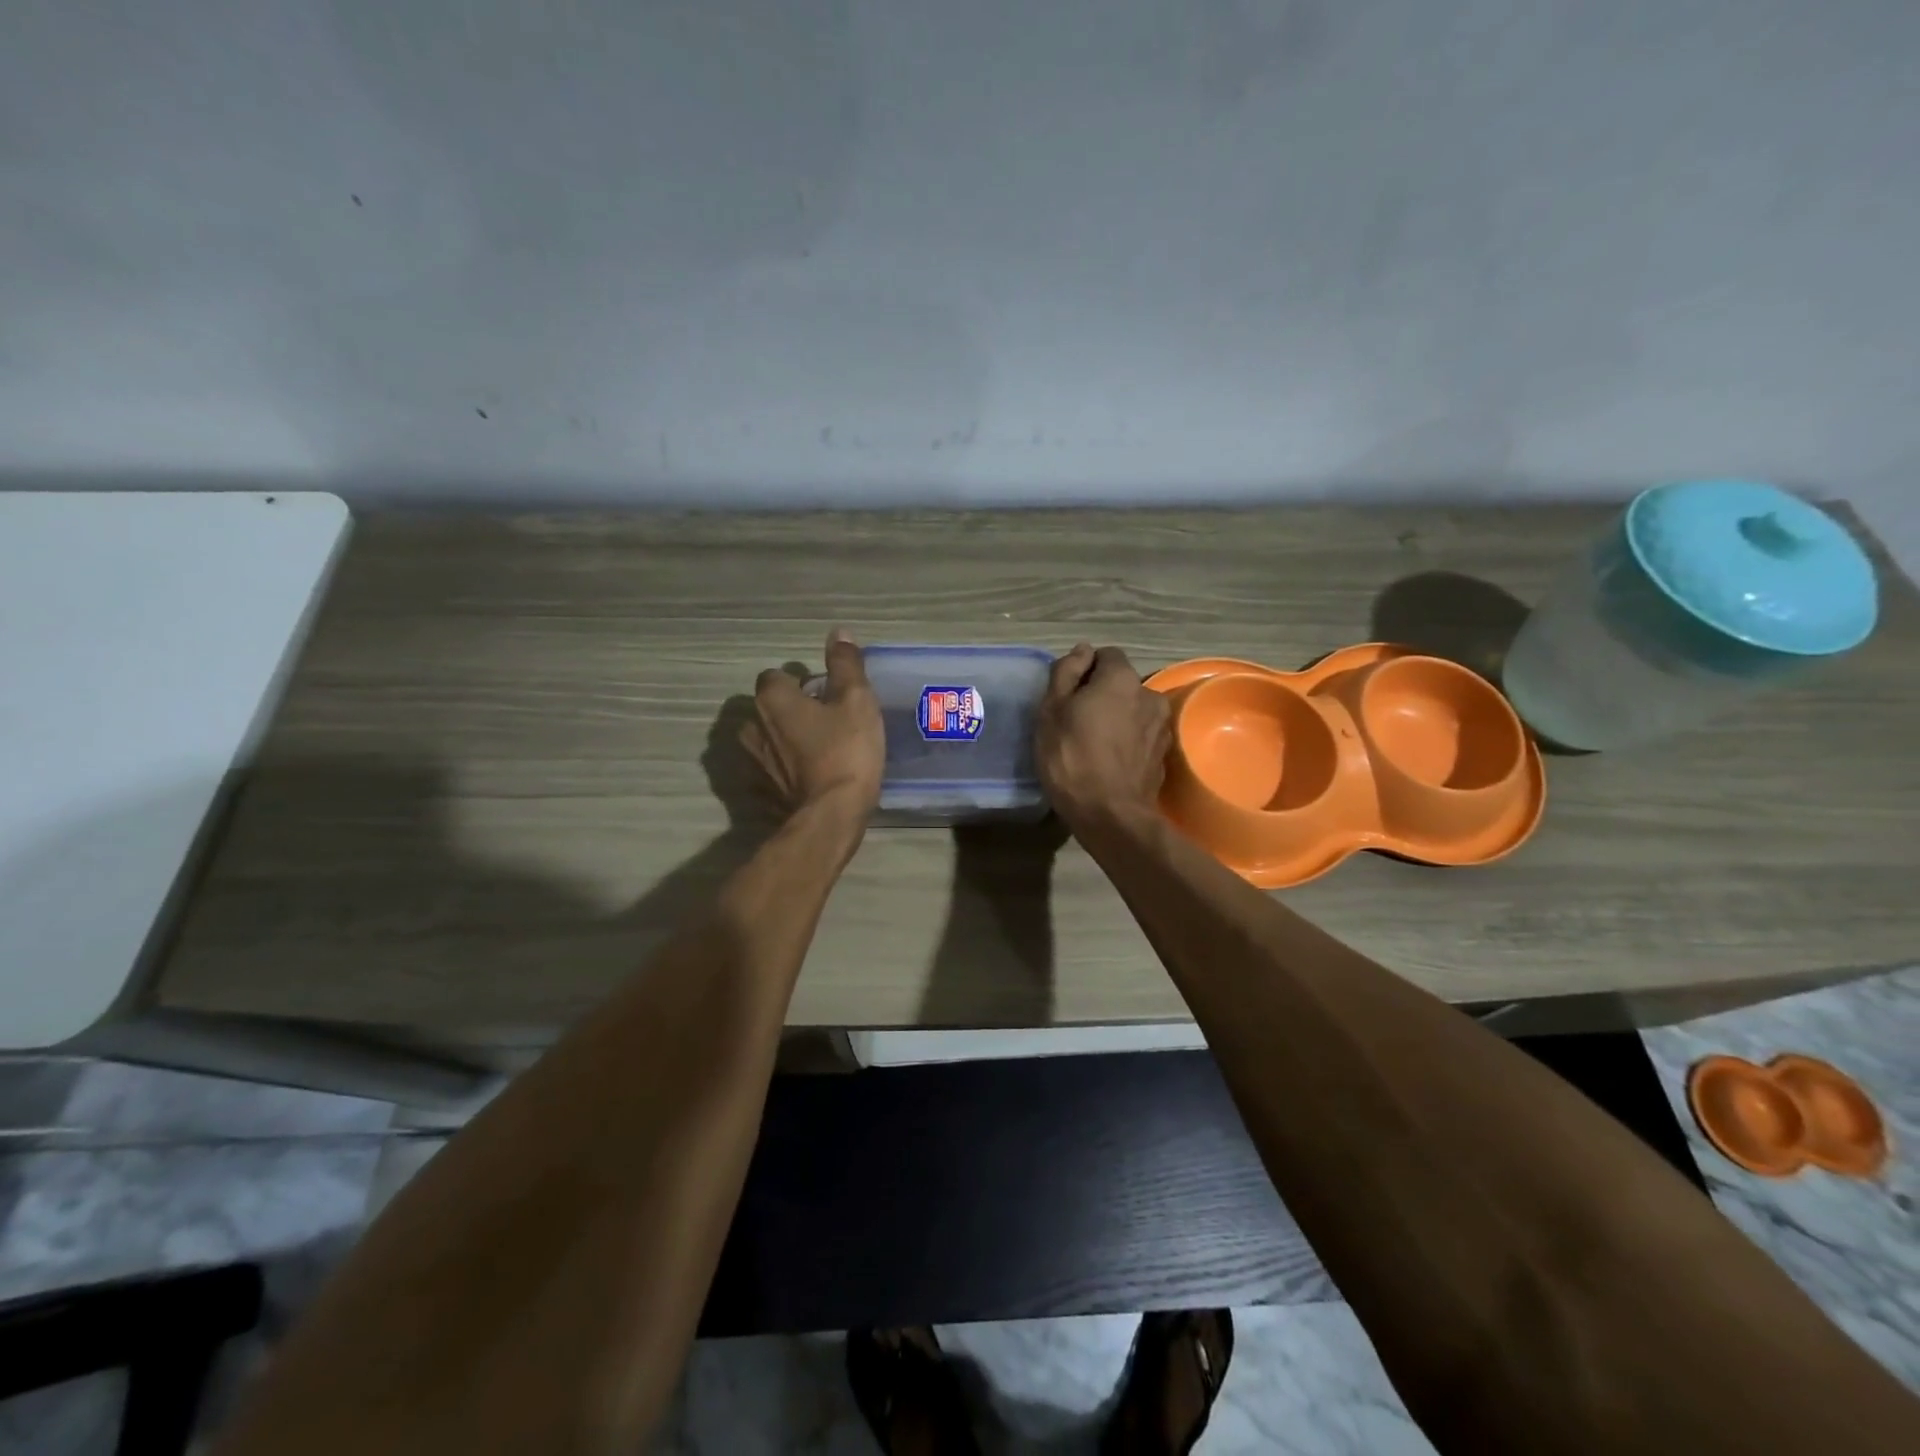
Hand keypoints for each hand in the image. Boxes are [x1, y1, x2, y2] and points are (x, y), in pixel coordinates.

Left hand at [742, 629, 884, 828]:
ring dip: (786, 740)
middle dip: (792, 710)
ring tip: (819, 750)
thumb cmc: (846, 750)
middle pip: (769, 708)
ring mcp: (753, 762)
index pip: (775, 677)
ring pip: (768, 739)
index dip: (800, 682)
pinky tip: (810, 777)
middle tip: (827, 721)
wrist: (831, 815)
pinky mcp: (759, 791)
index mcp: (772, 699)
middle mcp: (752, 727)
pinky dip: (785, 769)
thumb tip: (839, 633)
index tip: (826, 694)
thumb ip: (846, 664)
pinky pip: (771, 770)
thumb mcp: (856, 700)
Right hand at [1034, 643, 1170, 831]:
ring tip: (1094, 744)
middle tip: (1076, 721)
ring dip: (1117, 718)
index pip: (1106, 655)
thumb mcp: (1052, 710)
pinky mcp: (1163, 755)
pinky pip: (1141, 736)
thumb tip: (1083, 650)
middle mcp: (1149, 695)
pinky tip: (1109, 761)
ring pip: (1133, 710)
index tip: (1068, 695)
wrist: (1110, 814)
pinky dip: (1127, 741)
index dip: (1084, 670)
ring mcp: (1161, 727)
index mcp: (1122, 678)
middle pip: (1121, 684)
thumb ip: (1066, 672)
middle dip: (1102, 695)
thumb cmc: (1071, 756)